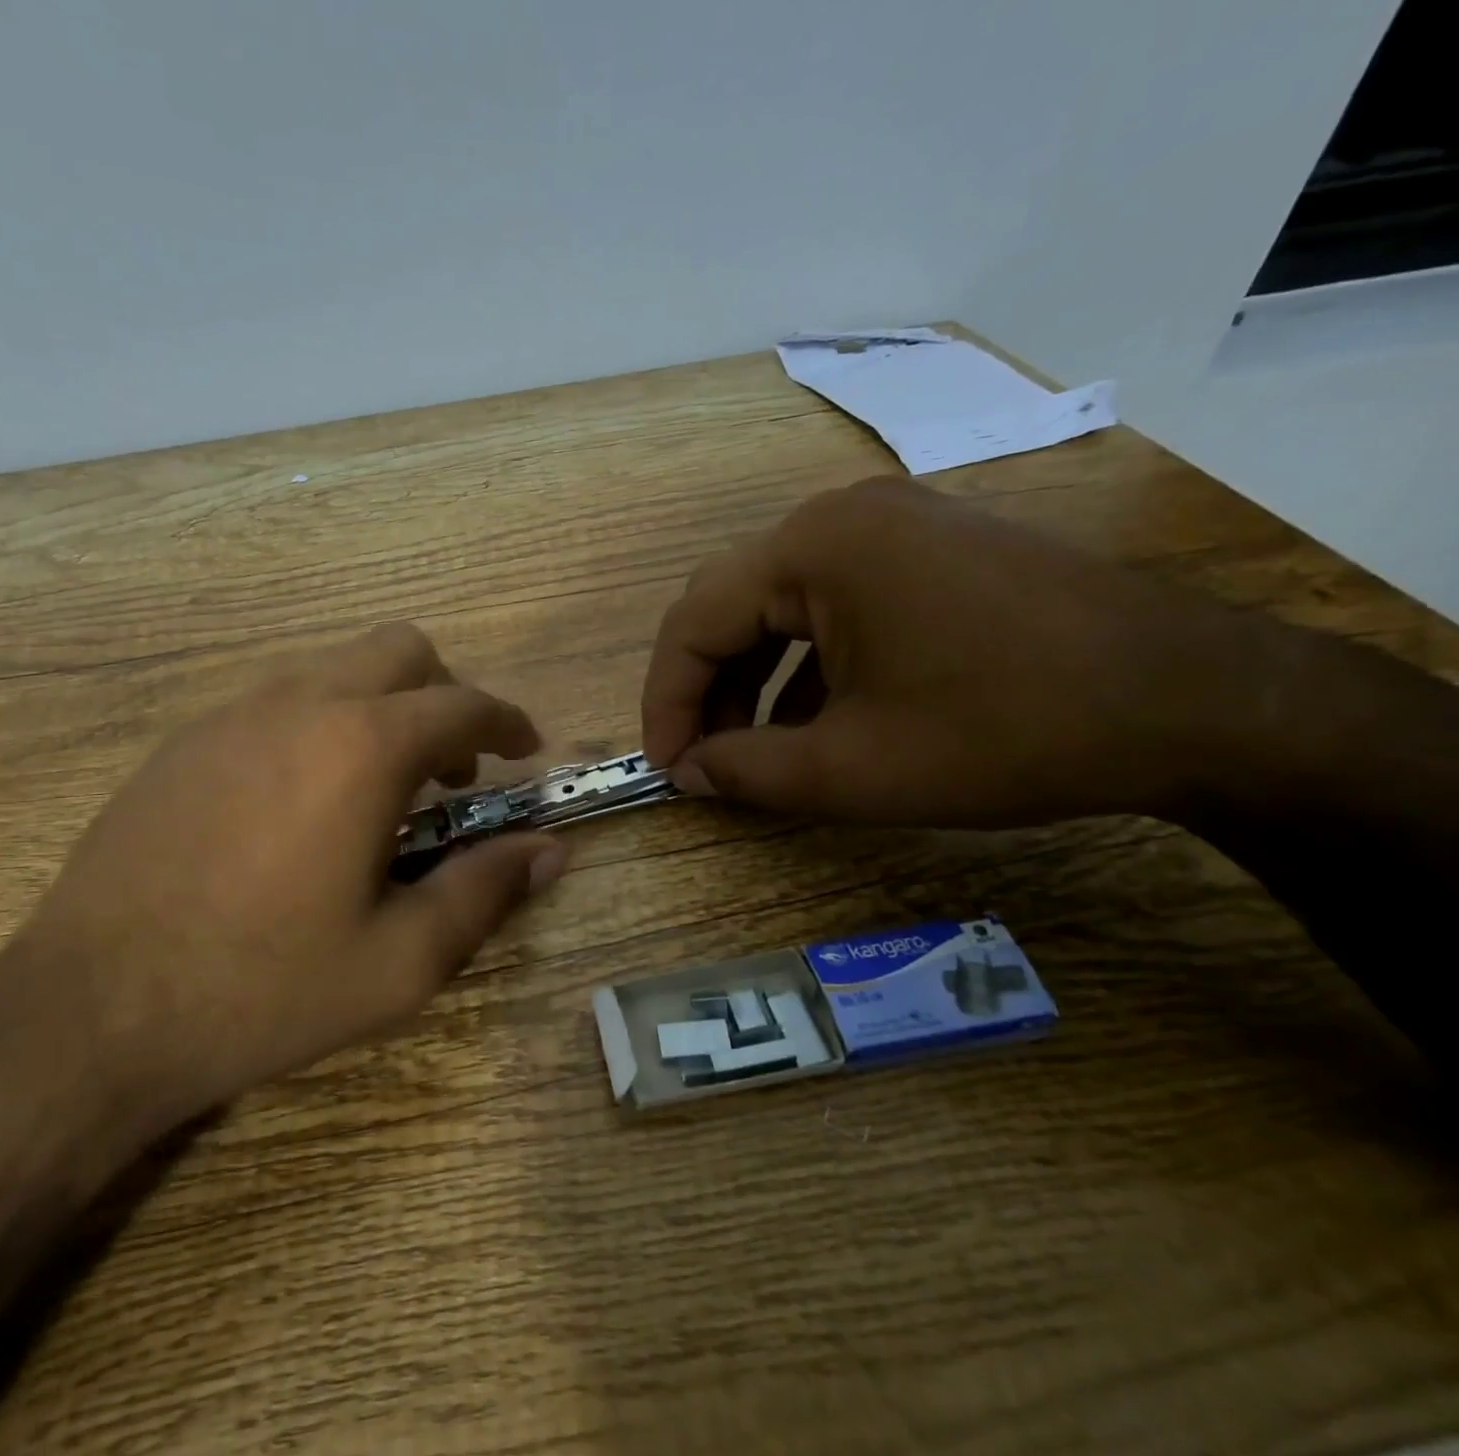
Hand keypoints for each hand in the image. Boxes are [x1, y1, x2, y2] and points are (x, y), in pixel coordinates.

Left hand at [0, 624, 564, 1130]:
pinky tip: (304, 801)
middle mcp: (299, 703)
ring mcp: (231, 714)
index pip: (463, 704)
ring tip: (383, 787)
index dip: (508, 721)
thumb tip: (551, 850)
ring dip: (381, 706)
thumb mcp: (400, 960)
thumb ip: (486, 890)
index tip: (525, 750)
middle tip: (455, 768)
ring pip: (334, 668)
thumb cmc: (264, 987)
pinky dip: (320, 723)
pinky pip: (277, 700)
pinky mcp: (184, 741)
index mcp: (362, 747)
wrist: (91, 1012)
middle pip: (399, 650)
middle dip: (445, 695)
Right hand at [641, 476, 1268, 827]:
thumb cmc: (1007, 731)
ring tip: (754, 752)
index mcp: (813, 547)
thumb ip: (746, 773)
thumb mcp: (855, 769)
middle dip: (705, 690)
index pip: (693, 622)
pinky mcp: (929, 550)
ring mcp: (892, 526)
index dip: (666, 702)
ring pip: (780, 607)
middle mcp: (841, 517)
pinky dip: (805, 665)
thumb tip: (688, 773)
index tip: (667, 771)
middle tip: (702, 762)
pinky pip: (833, 605)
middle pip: (730, 605)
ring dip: (753, 681)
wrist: (1199, 702)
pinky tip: (815, 720)